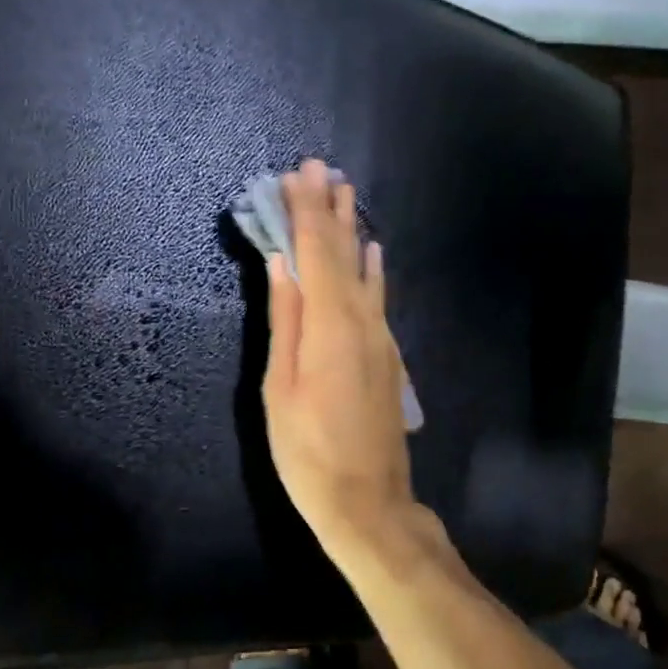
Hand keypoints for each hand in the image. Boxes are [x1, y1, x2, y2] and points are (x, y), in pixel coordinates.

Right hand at [263, 159, 414, 555]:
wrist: (368, 501)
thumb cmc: (307, 451)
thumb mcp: (279, 388)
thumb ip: (285, 321)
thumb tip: (282, 264)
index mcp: (330, 326)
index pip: (316, 253)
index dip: (305, 211)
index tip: (296, 174)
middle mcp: (362, 321)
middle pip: (344, 253)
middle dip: (330, 208)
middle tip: (320, 167)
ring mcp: (380, 338)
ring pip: (364, 271)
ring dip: (352, 230)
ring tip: (345, 193)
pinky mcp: (388, 355)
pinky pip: (379, 297)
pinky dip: (373, 268)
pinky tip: (373, 252)